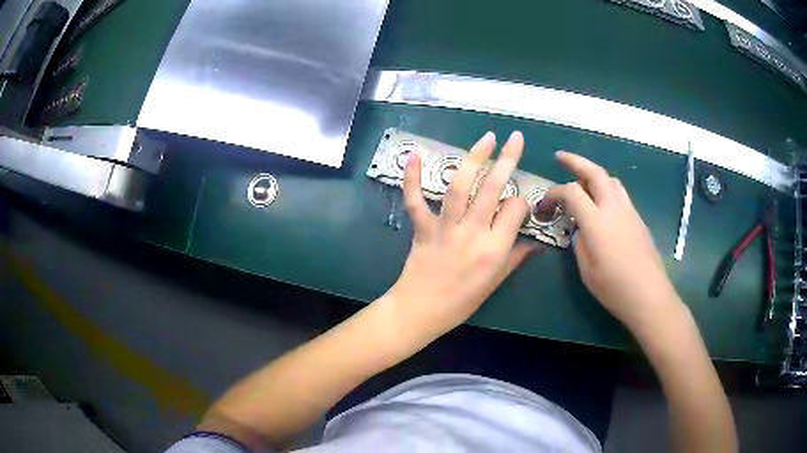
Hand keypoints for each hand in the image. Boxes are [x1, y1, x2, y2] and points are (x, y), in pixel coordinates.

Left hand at [387, 131, 537, 339]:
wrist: (421, 311)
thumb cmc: (462, 301)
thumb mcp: (495, 283)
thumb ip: (516, 258)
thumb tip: (536, 242)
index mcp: (495, 249)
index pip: (515, 209)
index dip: (520, 202)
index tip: (518, 205)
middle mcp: (472, 233)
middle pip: (492, 189)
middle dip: (507, 159)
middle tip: (515, 138)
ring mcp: (445, 228)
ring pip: (460, 187)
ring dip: (473, 158)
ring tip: (486, 138)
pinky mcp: (422, 227)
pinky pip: (416, 200)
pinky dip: (412, 177)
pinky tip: (415, 153)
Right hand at [546, 152, 682, 331]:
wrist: (649, 296)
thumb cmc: (614, 288)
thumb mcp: (587, 270)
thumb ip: (580, 242)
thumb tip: (579, 229)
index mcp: (597, 222)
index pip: (572, 192)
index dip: (554, 192)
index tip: (545, 204)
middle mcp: (614, 208)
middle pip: (596, 173)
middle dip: (576, 161)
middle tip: (561, 158)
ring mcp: (629, 212)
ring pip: (611, 180)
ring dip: (594, 174)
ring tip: (583, 181)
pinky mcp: (639, 220)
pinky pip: (621, 194)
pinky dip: (607, 189)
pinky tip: (603, 205)